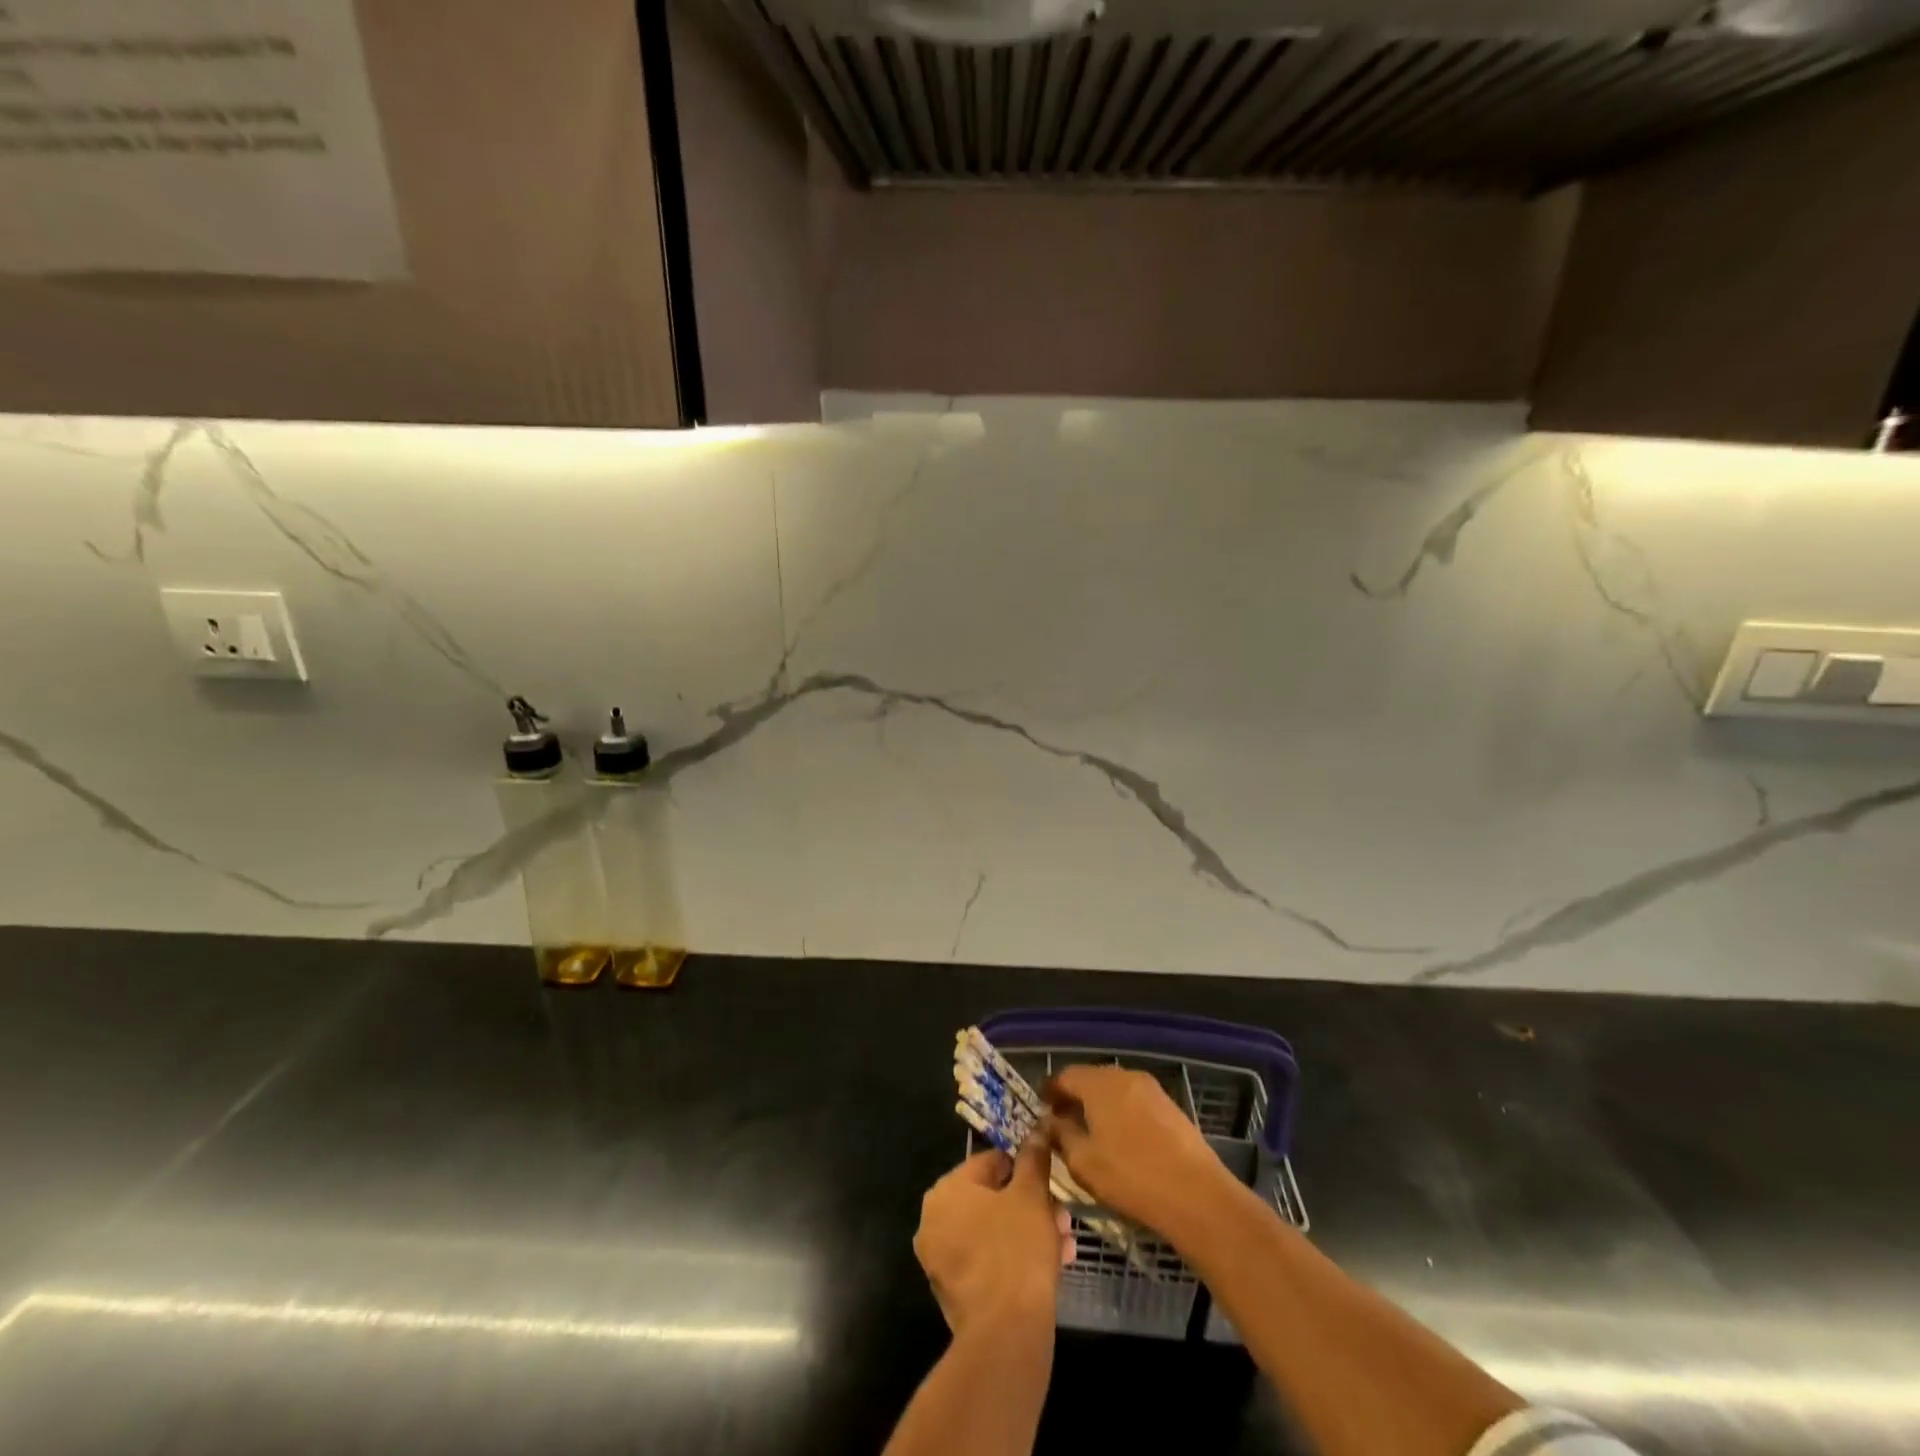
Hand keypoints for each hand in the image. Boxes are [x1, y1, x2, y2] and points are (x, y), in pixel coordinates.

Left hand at [914, 1143, 1070, 1336]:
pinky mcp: (955, 1294)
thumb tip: (1036, 1130)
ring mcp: (941, 1260)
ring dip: (1029, 1232)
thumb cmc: (1016, 1249)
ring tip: (1064, 1243)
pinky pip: (989, 1263)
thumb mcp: (1031, 1195)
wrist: (1005, 1334)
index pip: (989, 1162)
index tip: (1049, 1180)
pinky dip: (1015, 1260)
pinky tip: (1051, 1267)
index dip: (1023, 1168)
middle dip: (1031, 1206)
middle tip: (1061, 1216)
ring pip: (993, 1233)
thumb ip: (1033, 1159)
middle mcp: (934, 1221)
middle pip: (992, 1200)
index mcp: (946, 1190)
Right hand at [1045, 1064, 1234, 1238]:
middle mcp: (1124, 1076)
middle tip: (1063, 1123)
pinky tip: (1122, 1141)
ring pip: (1115, 1090)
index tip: (1042, 1110)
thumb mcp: (1083, 1162)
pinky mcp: (1170, 1106)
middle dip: (1075, 1097)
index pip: (1065, 1076)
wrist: (1197, 1195)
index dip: (1051, 1091)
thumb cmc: (1131, 1177)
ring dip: (1099, 1106)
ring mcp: (1151, 1089)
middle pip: (1091, 1079)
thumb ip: (1061, 1136)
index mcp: (1099, 1083)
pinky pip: (1135, 1101)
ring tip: (1092, 1134)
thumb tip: (1050, 1122)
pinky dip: (1121, 1113)